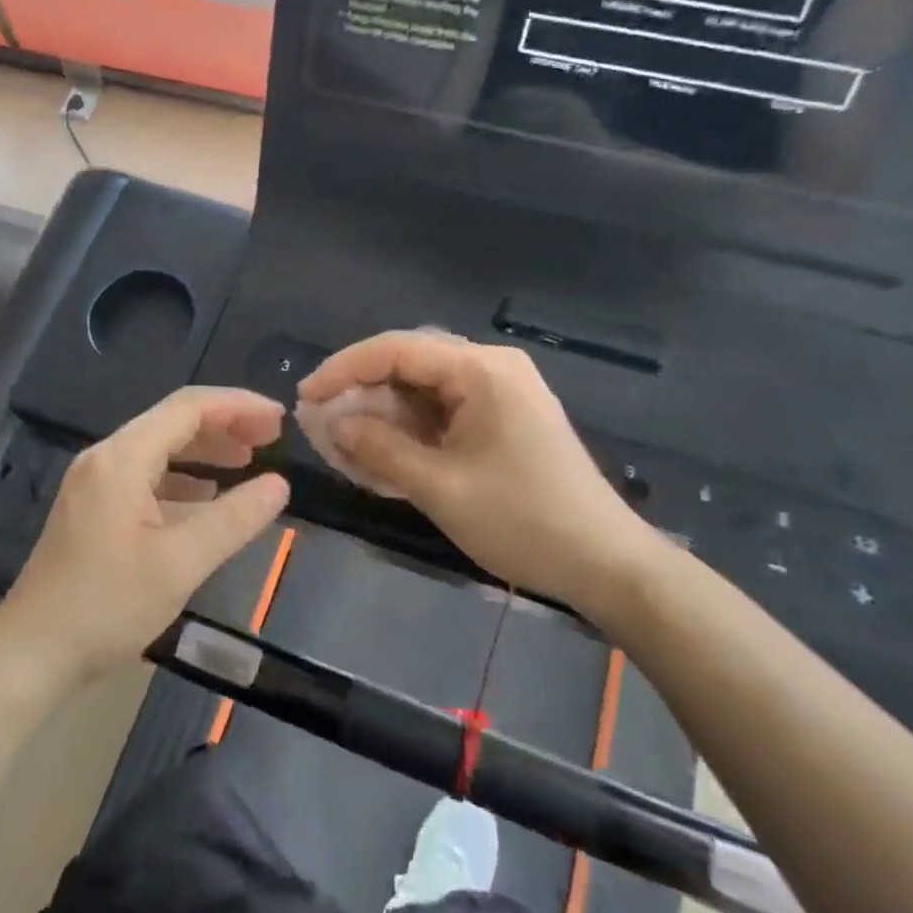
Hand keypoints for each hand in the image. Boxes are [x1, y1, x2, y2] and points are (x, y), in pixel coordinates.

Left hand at [0, 387, 289, 689]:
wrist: (31, 654)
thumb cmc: (107, 606)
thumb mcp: (181, 563)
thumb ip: (234, 519)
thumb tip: (280, 485)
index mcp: (122, 458)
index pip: (188, 407)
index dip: (239, 406)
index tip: (279, 420)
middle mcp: (105, 458)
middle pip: (173, 421)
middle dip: (225, 424)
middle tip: (271, 440)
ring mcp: (94, 482)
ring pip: (159, 447)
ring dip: (205, 449)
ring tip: (248, 461)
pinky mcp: (92, 507)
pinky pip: (145, 474)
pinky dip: (182, 476)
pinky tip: (205, 494)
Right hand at [298, 331, 656, 616]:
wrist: (606, 563)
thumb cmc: (523, 521)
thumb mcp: (439, 487)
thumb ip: (378, 447)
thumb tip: (329, 420)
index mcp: (481, 370)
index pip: (395, 349)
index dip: (342, 370)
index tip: (305, 398)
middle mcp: (491, 367)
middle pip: (408, 363)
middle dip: (360, 391)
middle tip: (320, 423)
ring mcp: (502, 391)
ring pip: (423, 388)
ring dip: (382, 412)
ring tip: (342, 441)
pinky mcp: (505, 417)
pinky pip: (444, 410)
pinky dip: (410, 428)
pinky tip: (383, 452)